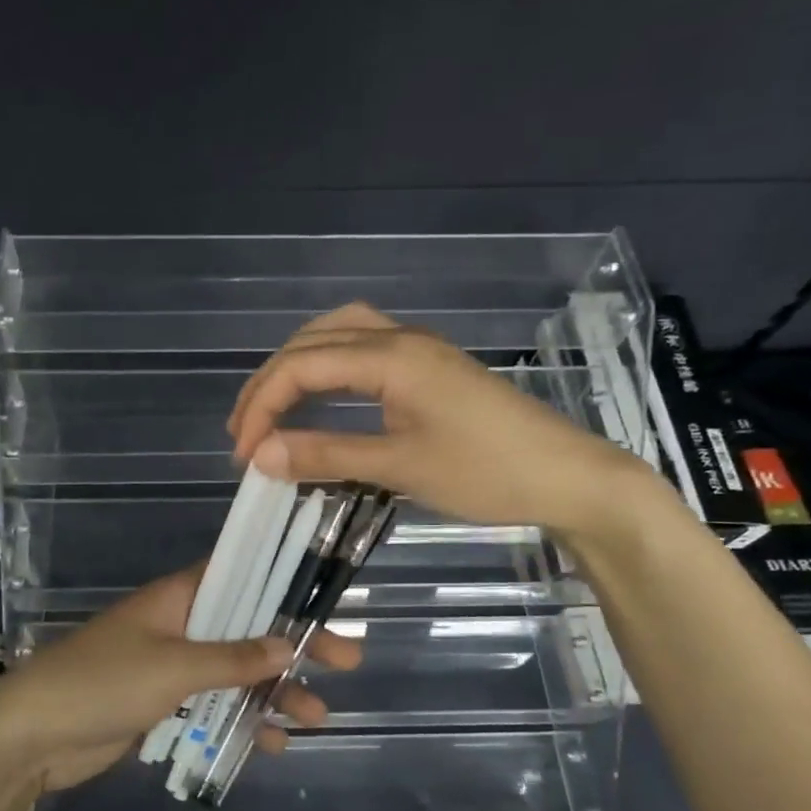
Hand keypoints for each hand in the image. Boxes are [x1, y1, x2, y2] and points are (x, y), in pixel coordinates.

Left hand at [0, 564, 361, 793]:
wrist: (33, 736)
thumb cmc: (102, 682)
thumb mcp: (173, 666)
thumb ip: (232, 657)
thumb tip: (289, 643)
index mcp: (178, 597)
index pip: (240, 575)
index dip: (283, 584)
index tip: (326, 596)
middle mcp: (178, 624)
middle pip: (247, 628)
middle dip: (293, 646)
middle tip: (347, 660)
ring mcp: (169, 666)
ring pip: (234, 672)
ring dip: (273, 692)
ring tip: (317, 717)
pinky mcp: (161, 705)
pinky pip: (212, 706)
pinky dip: (240, 720)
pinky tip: (272, 742)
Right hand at [227, 301, 665, 543]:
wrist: (568, 476)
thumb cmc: (487, 472)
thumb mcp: (400, 467)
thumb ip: (327, 454)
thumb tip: (260, 455)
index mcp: (390, 357)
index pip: (301, 367)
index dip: (262, 406)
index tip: (242, 454)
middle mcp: (399, 339)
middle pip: (313, 341)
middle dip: (270, 383)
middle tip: (245, 430)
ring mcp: (417, 349)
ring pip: (337, 335)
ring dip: (297, 366)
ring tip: (272, 407)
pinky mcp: (429, 366)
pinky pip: (361, 349)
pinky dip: (327, 368)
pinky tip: (322, 395)